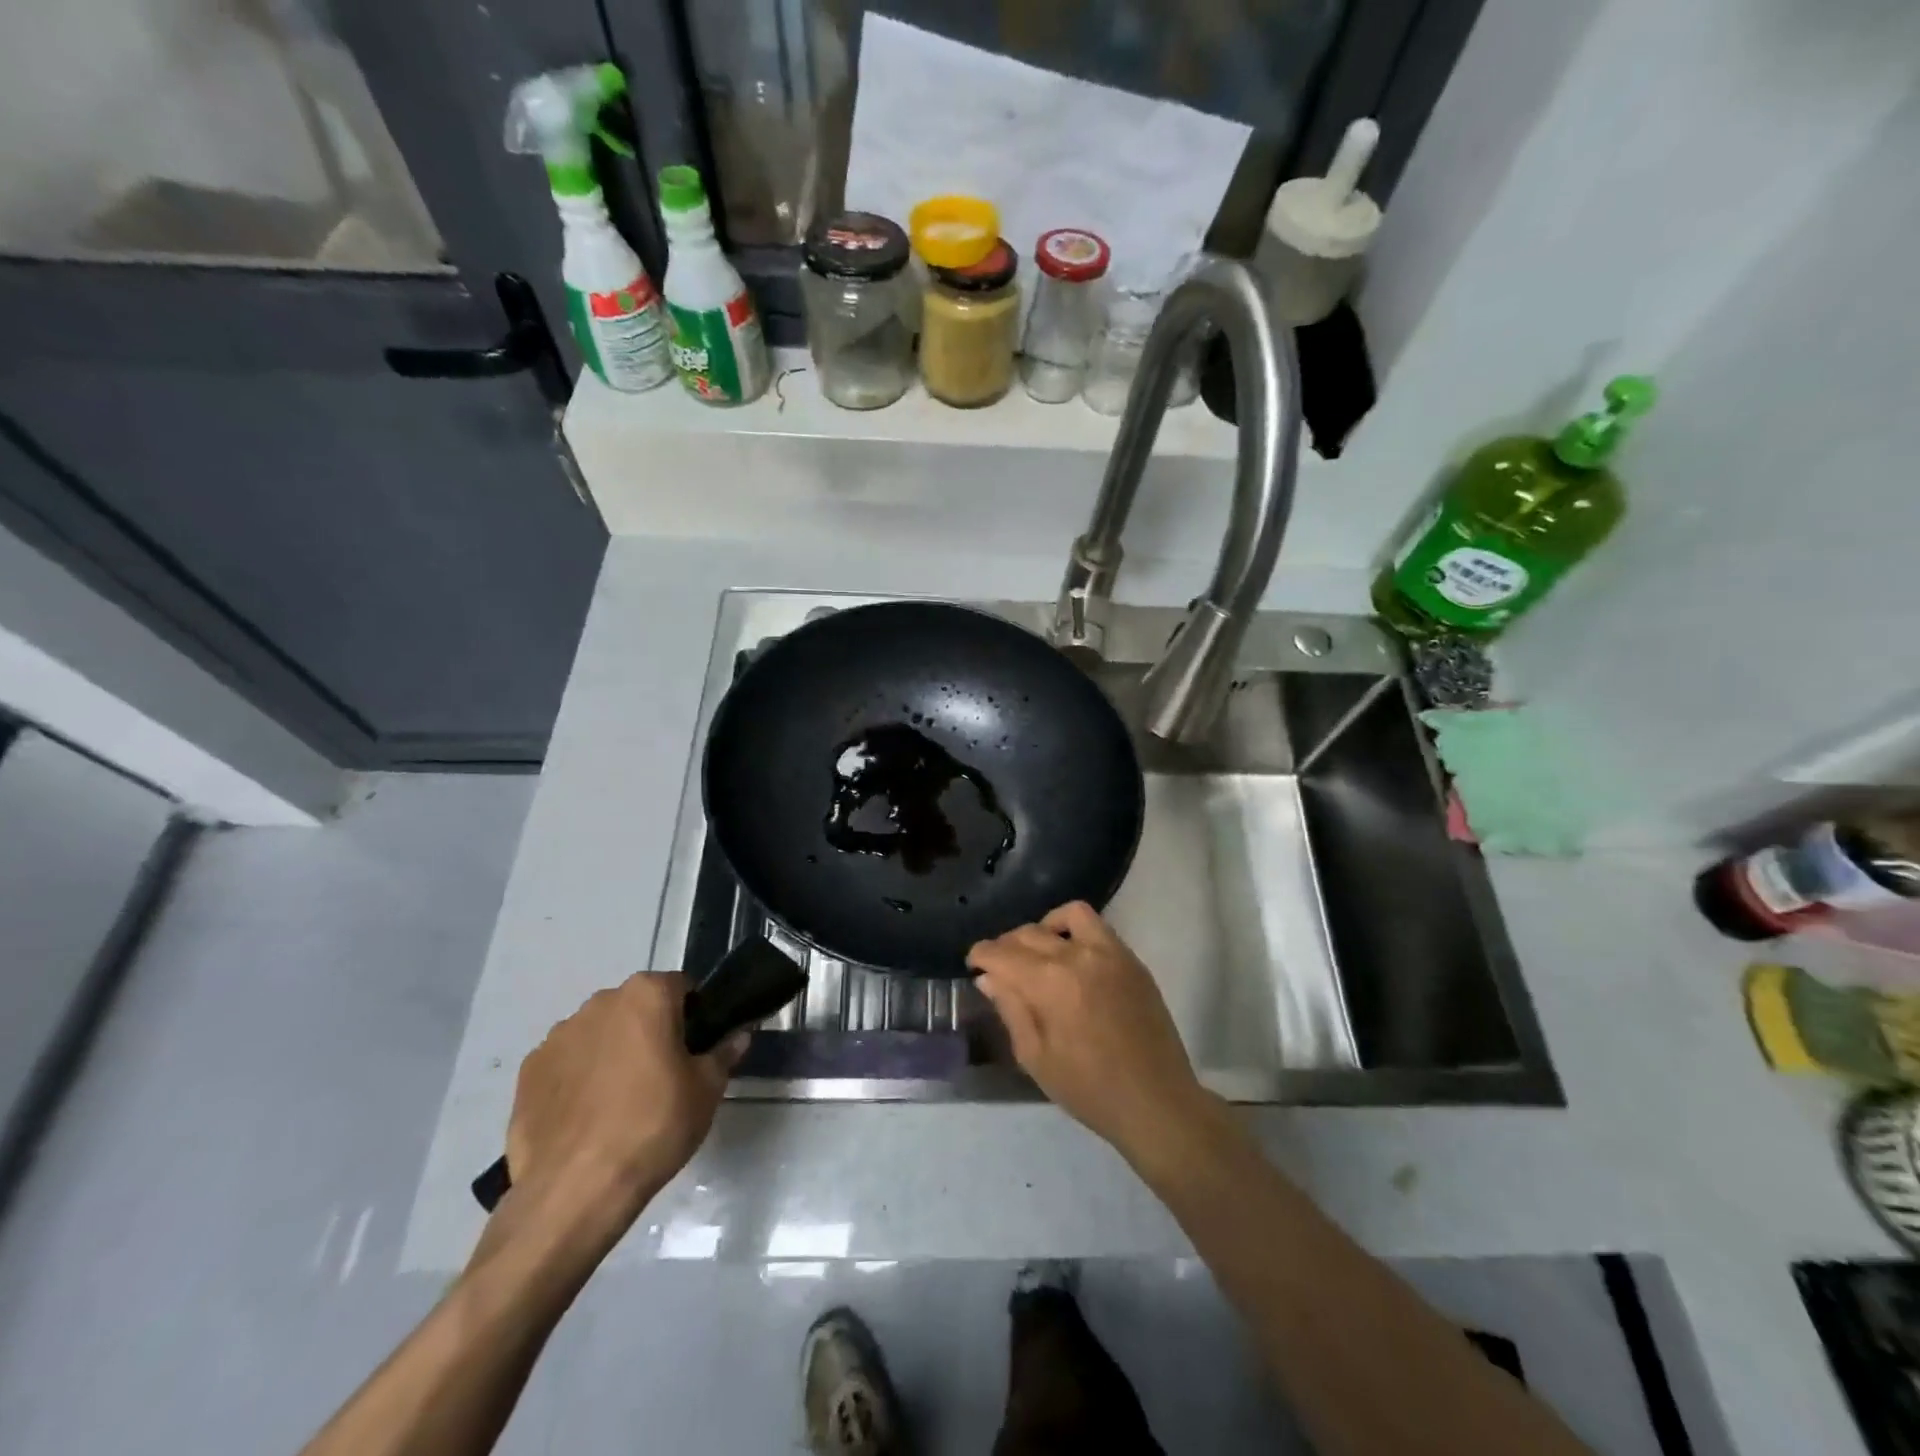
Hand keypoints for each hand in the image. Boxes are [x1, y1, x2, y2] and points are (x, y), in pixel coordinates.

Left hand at [503, 973, 743, 1239]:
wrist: (574, 1190)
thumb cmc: (654, 1126)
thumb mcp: (707, 1090)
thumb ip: (725, 1053)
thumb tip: (738, 1036)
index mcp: (647, 994)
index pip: (680, 988)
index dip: (694, 1016)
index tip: (696, 1049)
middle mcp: (600, 1002)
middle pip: (636, 1007)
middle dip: (650, 1030)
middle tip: (663, 1076)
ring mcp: (557, 1036)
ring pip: (598, 1033)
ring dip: (612, 1052)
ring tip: (620, 1102)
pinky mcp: (527, 1072)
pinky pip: (565, 1064)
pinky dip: (577, 1079)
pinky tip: (587, 1118)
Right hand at [968, 902, 1214, 1164]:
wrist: (1156, 1102)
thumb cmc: (1089, 1089)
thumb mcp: (1036, 1057)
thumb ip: (1011, 1009)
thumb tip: (989, 978)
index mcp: (1049, 983)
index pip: (1002, 953)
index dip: (981, 955)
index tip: (973, 964)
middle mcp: (1077, 955)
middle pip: (1029, 933)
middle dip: (1006, 945)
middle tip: (1000, 966)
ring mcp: (1109, 952)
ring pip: (1067, 915)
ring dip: (1044, 927)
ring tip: (1038, 951)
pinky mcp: (1131, 959)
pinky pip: (1098, 926)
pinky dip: (1075, 930)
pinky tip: (1071, 956)